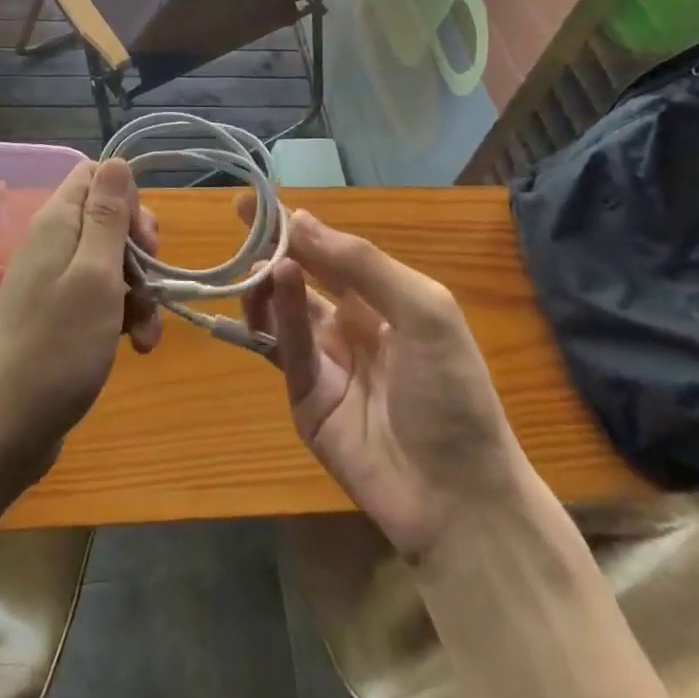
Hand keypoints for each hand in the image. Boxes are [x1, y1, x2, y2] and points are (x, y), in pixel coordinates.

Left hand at [0, 159, 160, 465]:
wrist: (6, 429)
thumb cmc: (58, 347)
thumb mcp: (95, 275)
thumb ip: (108, 216)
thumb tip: (116, 160)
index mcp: (57, 224)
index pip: (95, 176)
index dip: (127, 199)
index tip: (144, 239)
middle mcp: (53, 245)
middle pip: (109, 221)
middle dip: (140, 251)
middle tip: (151, 280)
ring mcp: (55, 283)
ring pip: (112, 264)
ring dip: (140, 292)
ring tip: (148, 332)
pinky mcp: (60, 318)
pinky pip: (101, 299)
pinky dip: (124, 317)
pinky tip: (137, 348)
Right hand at [242, 205, 520, 560]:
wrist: (459, 497)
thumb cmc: (452, 392)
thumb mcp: (424, 311)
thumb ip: (363, 264)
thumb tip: (303, 220)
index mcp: (384, 303)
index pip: (333, 255)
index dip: (300, 227)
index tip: (261, 201)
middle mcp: (351, 327)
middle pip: (303, 277)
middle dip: (274, 246)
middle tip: (240, 218)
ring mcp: (326, 364)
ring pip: (285, 311)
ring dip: (271, 280)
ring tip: (261, 258)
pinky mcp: (305, 400)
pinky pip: (287, 349)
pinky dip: (279, 314)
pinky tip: (278, 282)